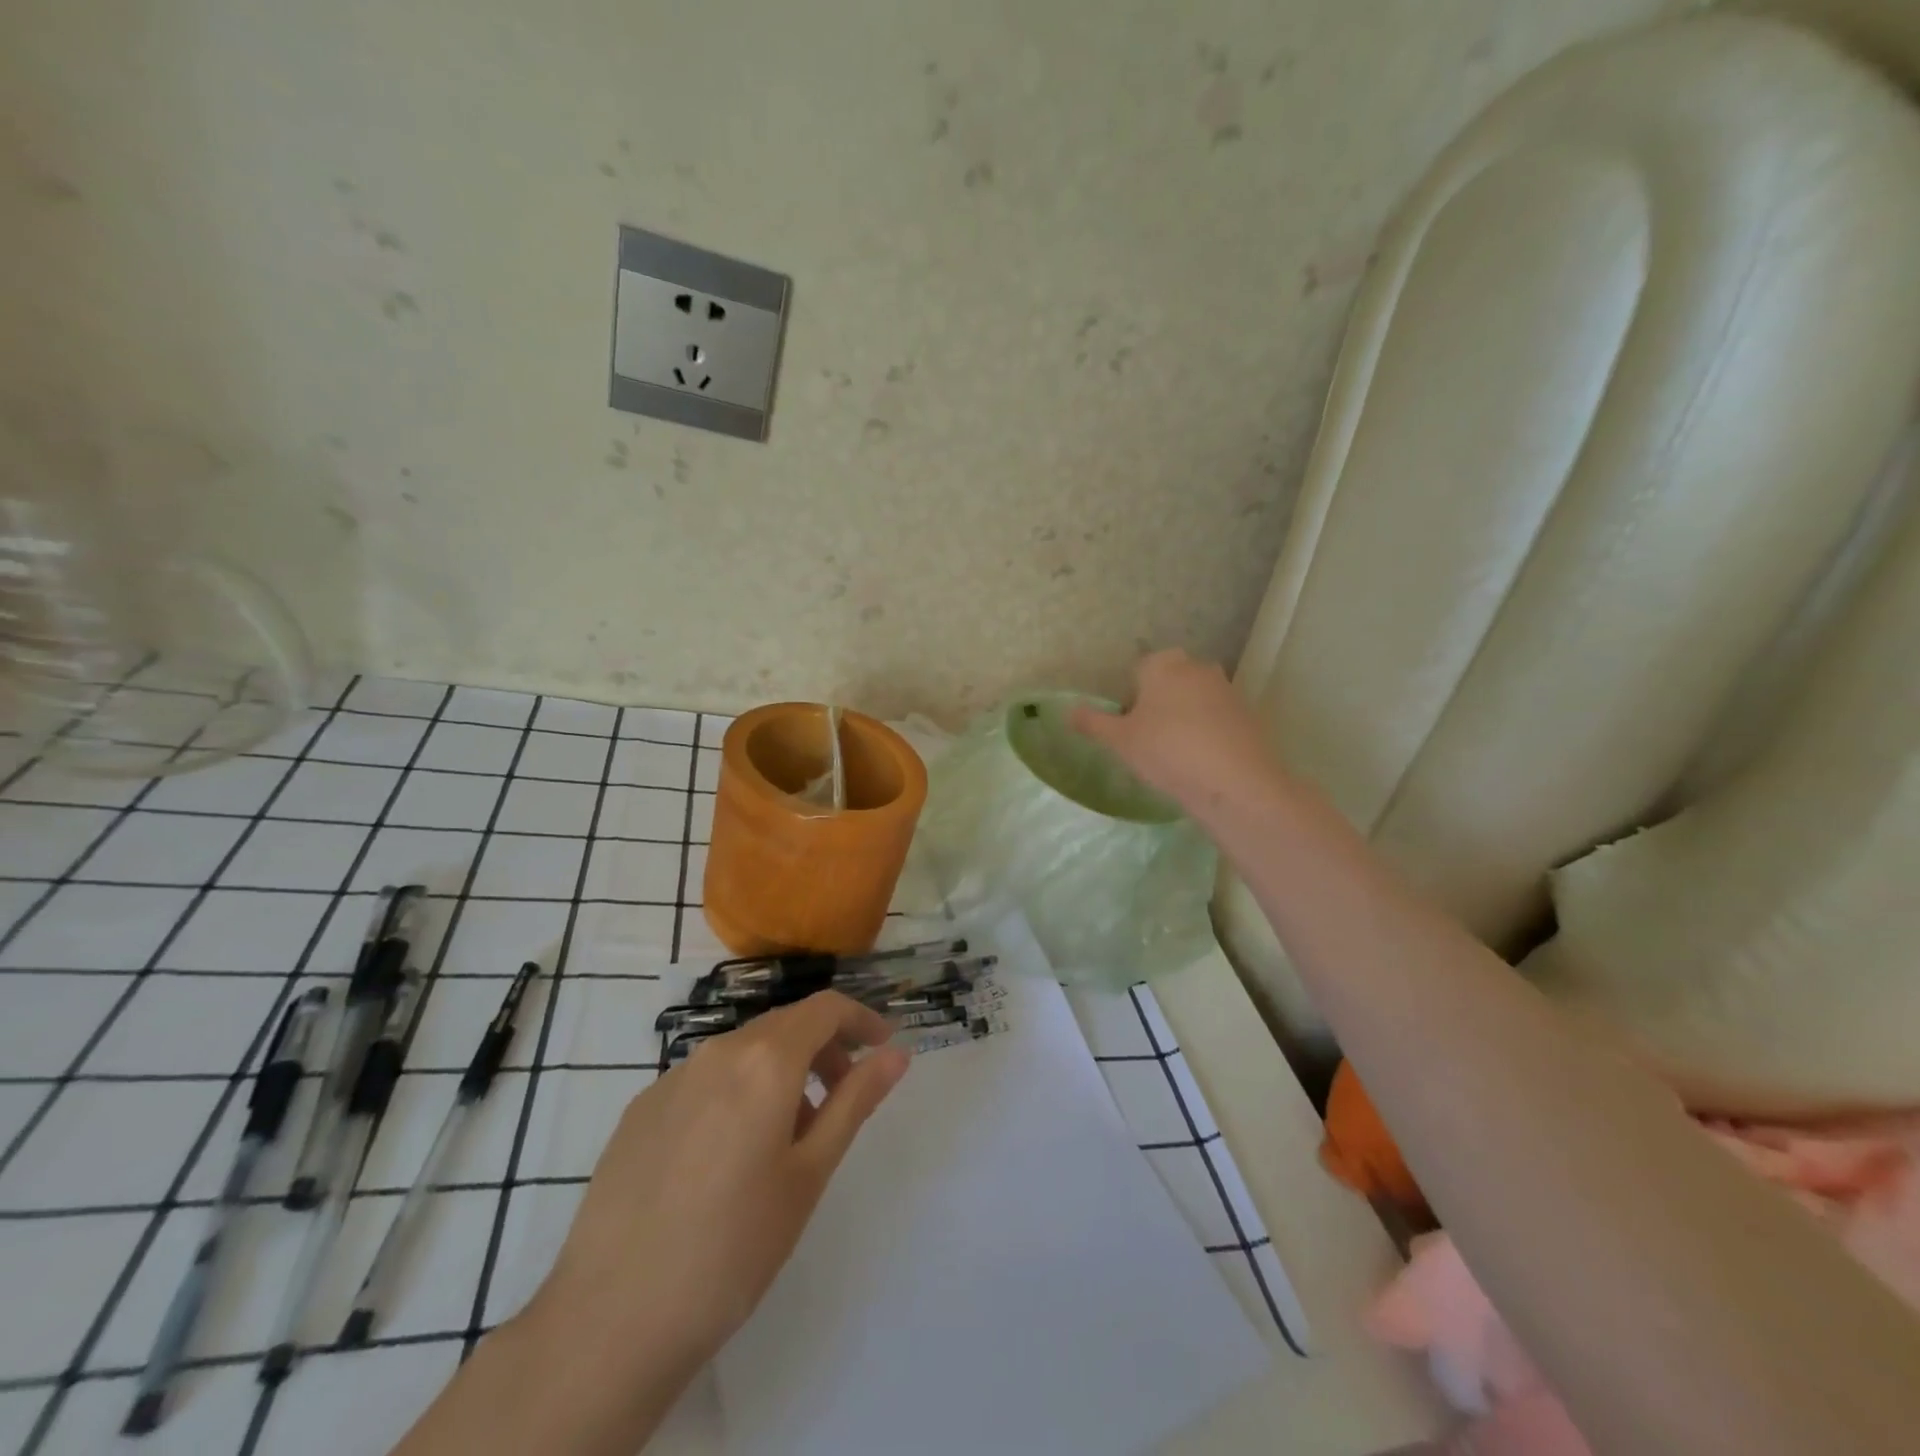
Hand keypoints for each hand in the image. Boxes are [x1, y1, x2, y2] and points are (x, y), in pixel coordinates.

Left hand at [527, 992, 909, 1412]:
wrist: (612, 1318)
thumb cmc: (734, 1246)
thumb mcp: (810, 1173)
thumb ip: (855, 1101)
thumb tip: (896, 1054)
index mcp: (764, 1060)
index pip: (825, 1008)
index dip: (861, 1019)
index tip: (883, 1048)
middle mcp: (717, 1051)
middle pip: (784, 1026)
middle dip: (823, 1049)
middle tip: (842, 1098)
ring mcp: (672, 1077)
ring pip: (743, 1052)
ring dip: (779, 1072)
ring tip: (787, 1138)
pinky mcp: (640, 1108)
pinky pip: (704, 1080)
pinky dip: (736, 1093)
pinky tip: (727, 1157)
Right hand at [1071, 649, 1283, 819]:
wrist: (1235, 783)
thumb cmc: (1167, 751)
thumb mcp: (1120, 741)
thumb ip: (1093, 723)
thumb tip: (1068, 711)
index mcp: (1163, 663)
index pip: (1137, 671)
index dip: (1129, 699)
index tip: (1128, 728)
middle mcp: (1197, 667)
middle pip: (1167, 682)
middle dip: (1157, 705)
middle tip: (1147, 741)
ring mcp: (1227, 689)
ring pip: (1193, 700)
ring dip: (1182, 719)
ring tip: (1174, 755)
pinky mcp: (1248, 714)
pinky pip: (1216, 719)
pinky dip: (1206, 733)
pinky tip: (1201, 762)